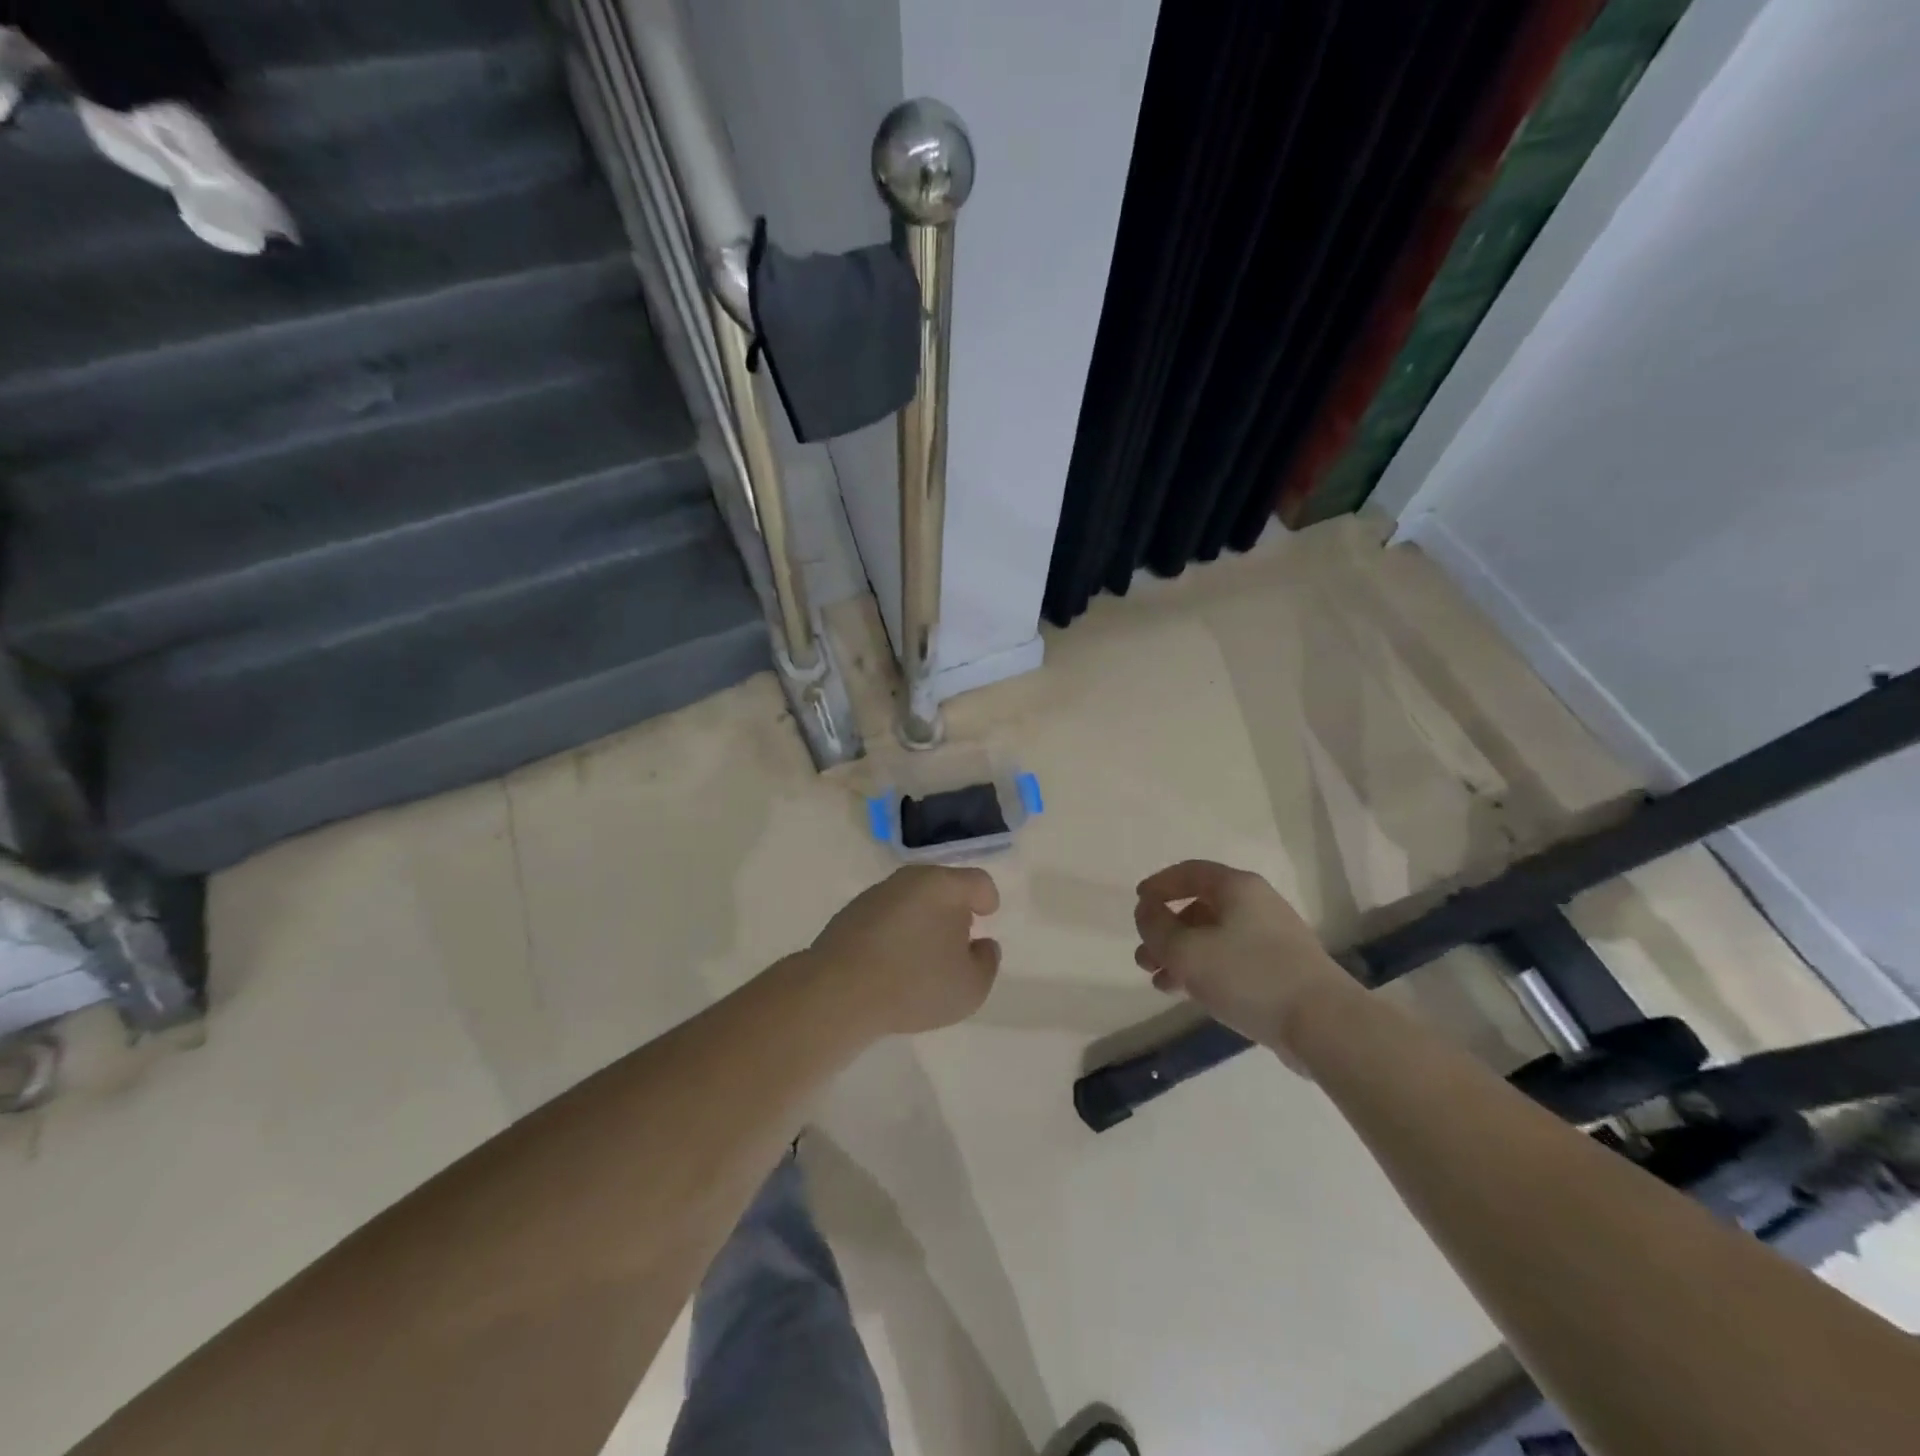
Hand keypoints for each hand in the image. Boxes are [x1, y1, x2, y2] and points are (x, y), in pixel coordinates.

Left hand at [810, 865, 1001, 1035]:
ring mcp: (876, 894)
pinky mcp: (850, 914)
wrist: (839, 992)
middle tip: (958, 938)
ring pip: (911, 900)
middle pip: (942, 886)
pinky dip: (895, 931)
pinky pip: (885, 917)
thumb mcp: (971, 987)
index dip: (987, 898)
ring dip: (921, 920)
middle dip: (953, 908)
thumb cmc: (916, 985)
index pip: (977, 882)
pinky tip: (893, 962)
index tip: (986, 916)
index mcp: (944, 886)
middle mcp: (909, 880)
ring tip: (923, 955)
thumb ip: (986, 962)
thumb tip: (981, 945)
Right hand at [1133, 860, 1357, 1058]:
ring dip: (1181, 955)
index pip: (1189, 872)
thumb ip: (1156, 927)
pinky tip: (1188, 994)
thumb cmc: (1249, 976)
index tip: (1138, 904)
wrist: (1324, 1025)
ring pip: (1213, 938)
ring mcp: (1272, 938)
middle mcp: (1256, 904)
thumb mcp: (1187, 951)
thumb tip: (1146, 911)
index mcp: (1237, 887)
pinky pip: (1231, 960)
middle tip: (1144, 956)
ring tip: (1159, 981)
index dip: (1159, 885)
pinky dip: (1205, 970)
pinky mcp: (1281, 970)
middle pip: (1200, 908)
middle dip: (1166, 931)